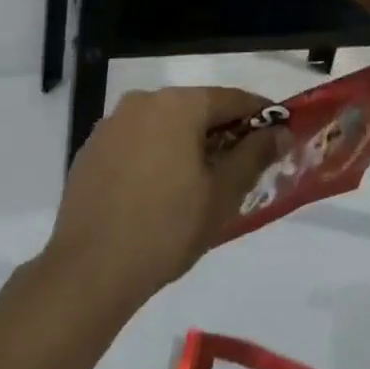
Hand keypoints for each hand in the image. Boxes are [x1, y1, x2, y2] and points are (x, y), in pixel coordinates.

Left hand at [46, 87, 285, 312]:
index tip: (279, 134)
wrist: (89, 270)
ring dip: (187, 143)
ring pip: (164, 124)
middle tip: (243, 165)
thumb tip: (280, 131)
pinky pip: (136, 141)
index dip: (259, 115)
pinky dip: (156, 155)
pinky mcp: (92, 149)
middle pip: (195, 108)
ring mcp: (112, 124)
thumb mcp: (222, 194)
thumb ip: (254, 155)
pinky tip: (160, 190)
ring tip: (202, 182)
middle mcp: (143, 101)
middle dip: (222, 132)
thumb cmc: (167, 228)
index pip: (231, 99)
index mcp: (178, 104)